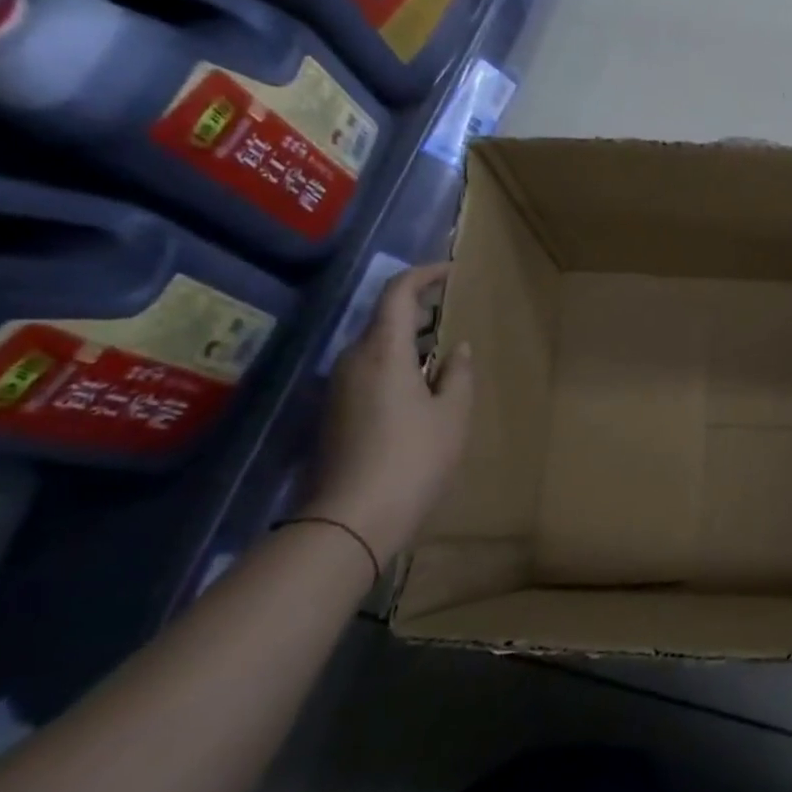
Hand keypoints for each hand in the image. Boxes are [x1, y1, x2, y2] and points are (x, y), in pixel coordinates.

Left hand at [307, 263, 472, 563]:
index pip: (398, 293)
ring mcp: (338, 388)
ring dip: (405, 339)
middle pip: (382, 318)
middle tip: (450, 312)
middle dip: (417, 308)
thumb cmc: (413, 458)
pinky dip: (394, 364)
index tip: (451, 271)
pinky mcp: (334, 412)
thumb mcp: (452, 414)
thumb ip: (457, 374)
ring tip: (439, 350)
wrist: (351, 521)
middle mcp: (352, 361)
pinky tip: (418, 387)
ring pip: (374, 347)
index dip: (424, 275)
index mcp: (383, 351)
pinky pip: (367, 371)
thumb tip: (456, 349)